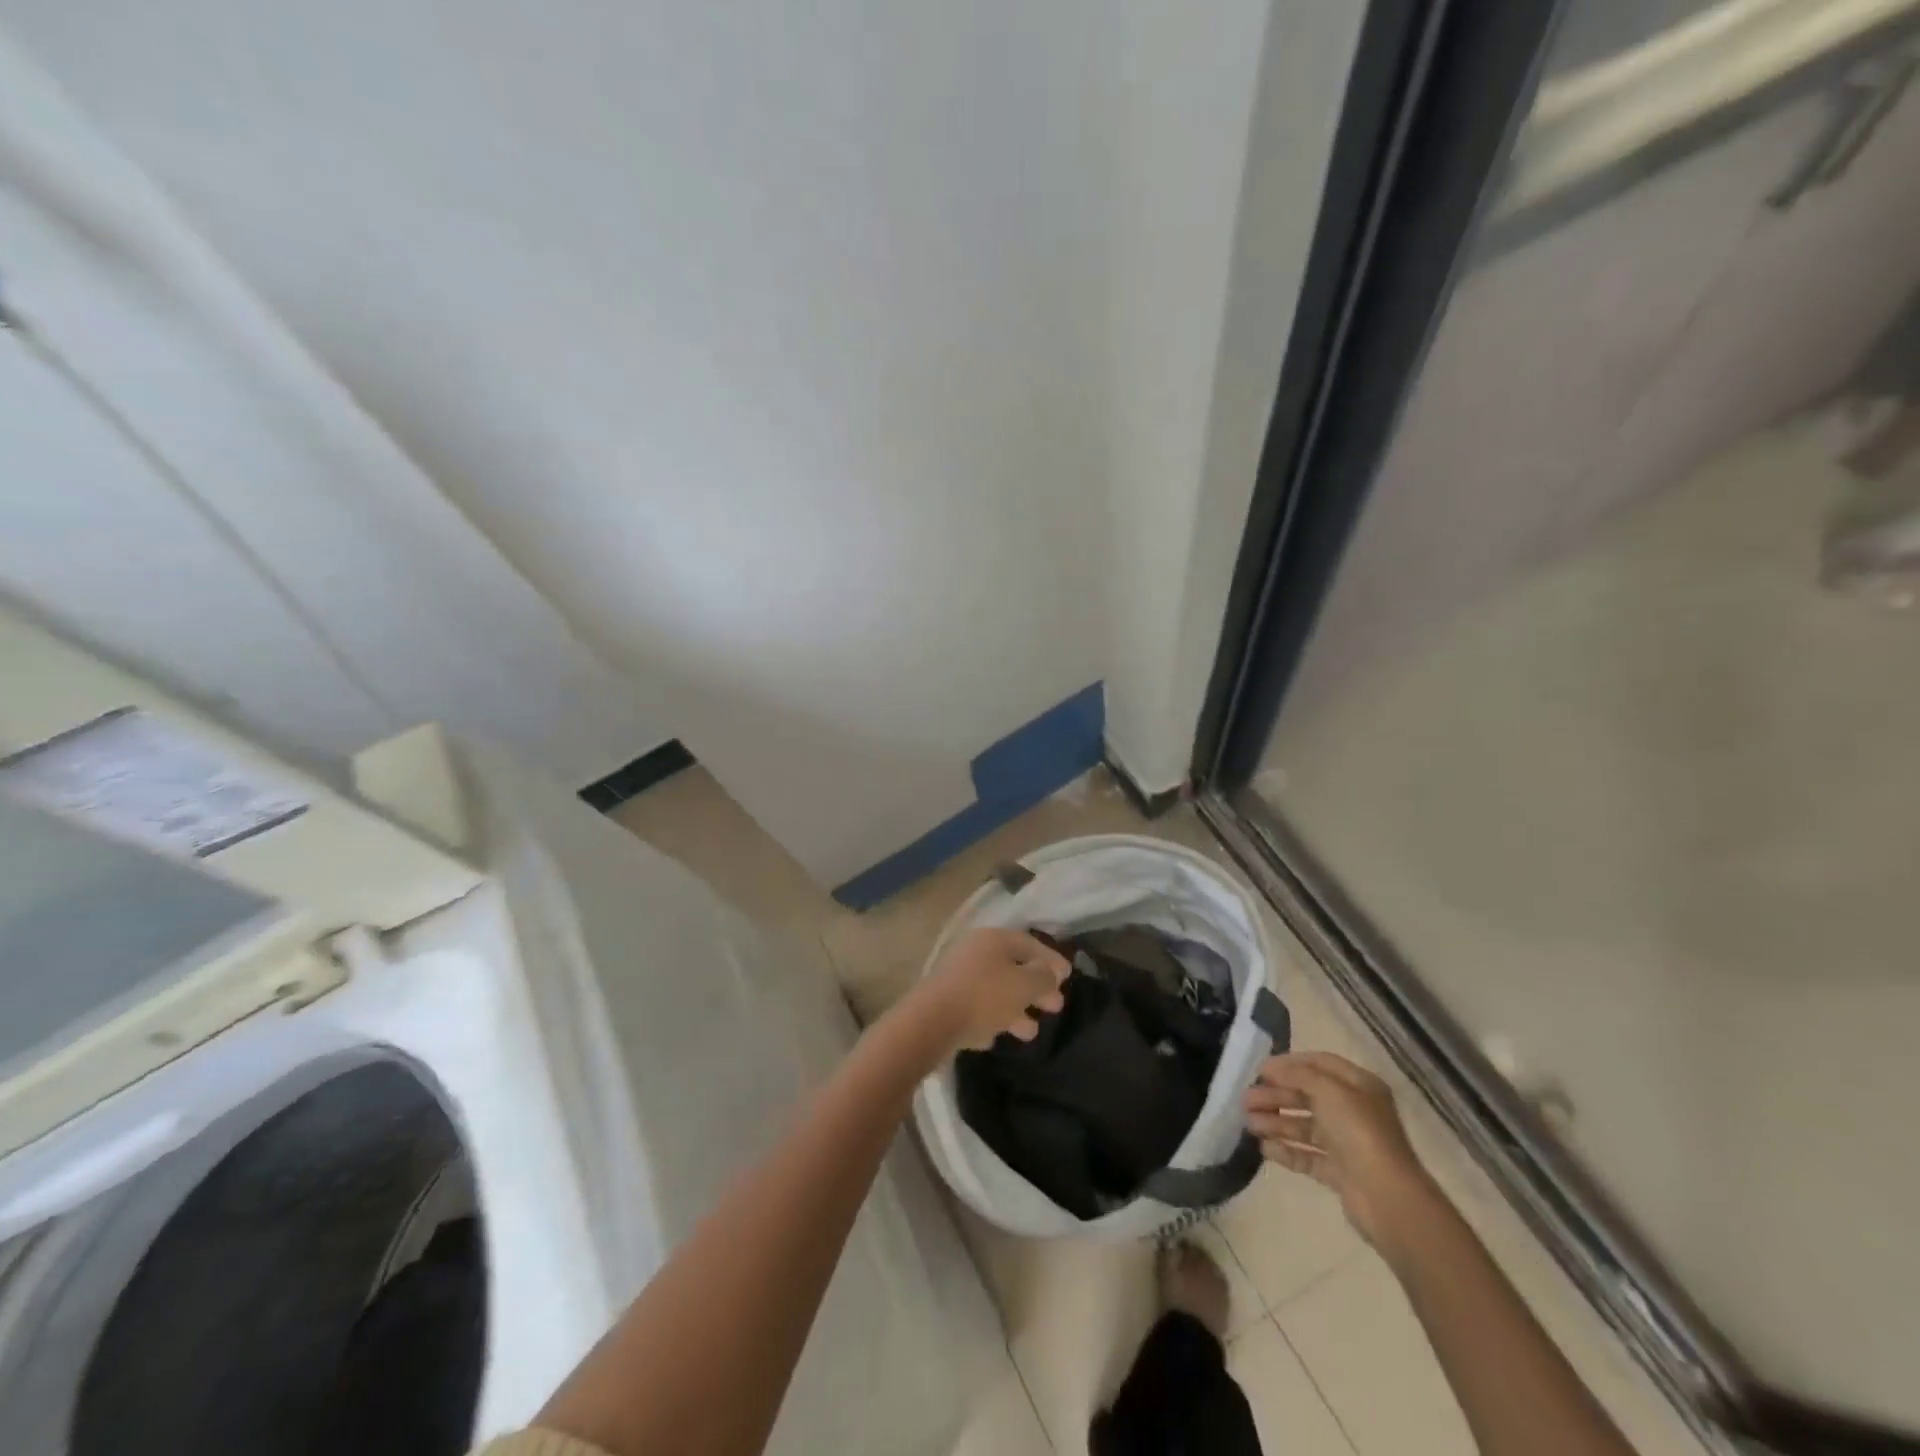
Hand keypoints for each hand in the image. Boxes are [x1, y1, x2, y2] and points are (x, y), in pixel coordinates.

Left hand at [914, 928, 1069, 1051]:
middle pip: (1012, 967)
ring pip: (996, 990)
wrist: (931, 1022)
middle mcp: (974, 952)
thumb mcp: (1024, 985)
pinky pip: (977, 1008)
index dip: (1050, 959)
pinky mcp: (946, 1002)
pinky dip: (992, 1019)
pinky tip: (999, 1036)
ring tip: (1032, 1032)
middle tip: (1056, 1006)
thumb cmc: (984, 996)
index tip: (1067, 976)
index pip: (1029, 944)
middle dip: (1036, 988)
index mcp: (993, 939)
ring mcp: (958, 977)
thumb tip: (1051, 972)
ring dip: (1016, 1009)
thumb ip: (1043, 978)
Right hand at [1245, 1052, 1438, 1254]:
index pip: (1319, 1064)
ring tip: (1249, 1124)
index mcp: (1358, 1086)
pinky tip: (1263, 1147)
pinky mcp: (1339, 1172)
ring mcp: (1346, 1143)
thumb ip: (1297, 1074)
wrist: (1387, 1197)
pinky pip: (1307, 1156)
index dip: (1288, 1064)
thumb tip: (1271, 1068)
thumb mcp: (1328, 1090)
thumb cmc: (1359, 1132)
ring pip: (1304, 1126)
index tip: (1259, 1069)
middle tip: (1245, 1099)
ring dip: (1275, 1122)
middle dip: (1275, 1096)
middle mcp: (1353, 1111)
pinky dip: (1285, 1150)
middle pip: (1307, 1096)